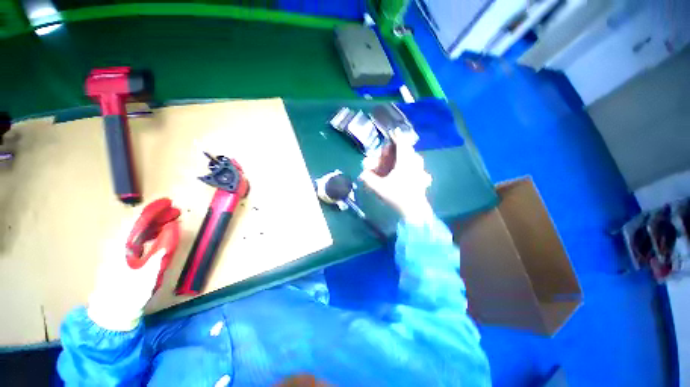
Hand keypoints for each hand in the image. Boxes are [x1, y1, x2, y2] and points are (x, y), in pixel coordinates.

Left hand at [88, 202, 178, 330]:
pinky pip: (136, 238)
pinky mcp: (121, 256)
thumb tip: (174, 226)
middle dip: (157, 215)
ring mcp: (118, 250)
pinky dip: (149, 233)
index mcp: (123, 244)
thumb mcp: (151, 268)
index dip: (154, 209)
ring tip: (171, 222)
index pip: (138, 219)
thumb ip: (163, 245)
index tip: (169, 202)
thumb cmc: (132, 290)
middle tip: (176, 212)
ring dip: (155, 223)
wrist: (113, 311)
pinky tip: (159, 234)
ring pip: (137, 230)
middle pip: (137, 222)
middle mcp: (118, 243)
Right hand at [360, 138, 432, 223]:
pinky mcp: (422, 177)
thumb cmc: (397, 196)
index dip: (397, 137)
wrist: (414, 209)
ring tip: (396, 158)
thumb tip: (362, 173)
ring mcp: (420, 170)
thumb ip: (369, 179)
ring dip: (403, 155)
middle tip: (388, 151)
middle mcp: (414, 163)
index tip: (394, 131)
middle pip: (406, 150)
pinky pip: (416, 164)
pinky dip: (410, 162)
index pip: (401, 144)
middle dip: (397, 148)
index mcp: (405, 162)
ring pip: (412, 157)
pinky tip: (405, 167)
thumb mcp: (380, 188)